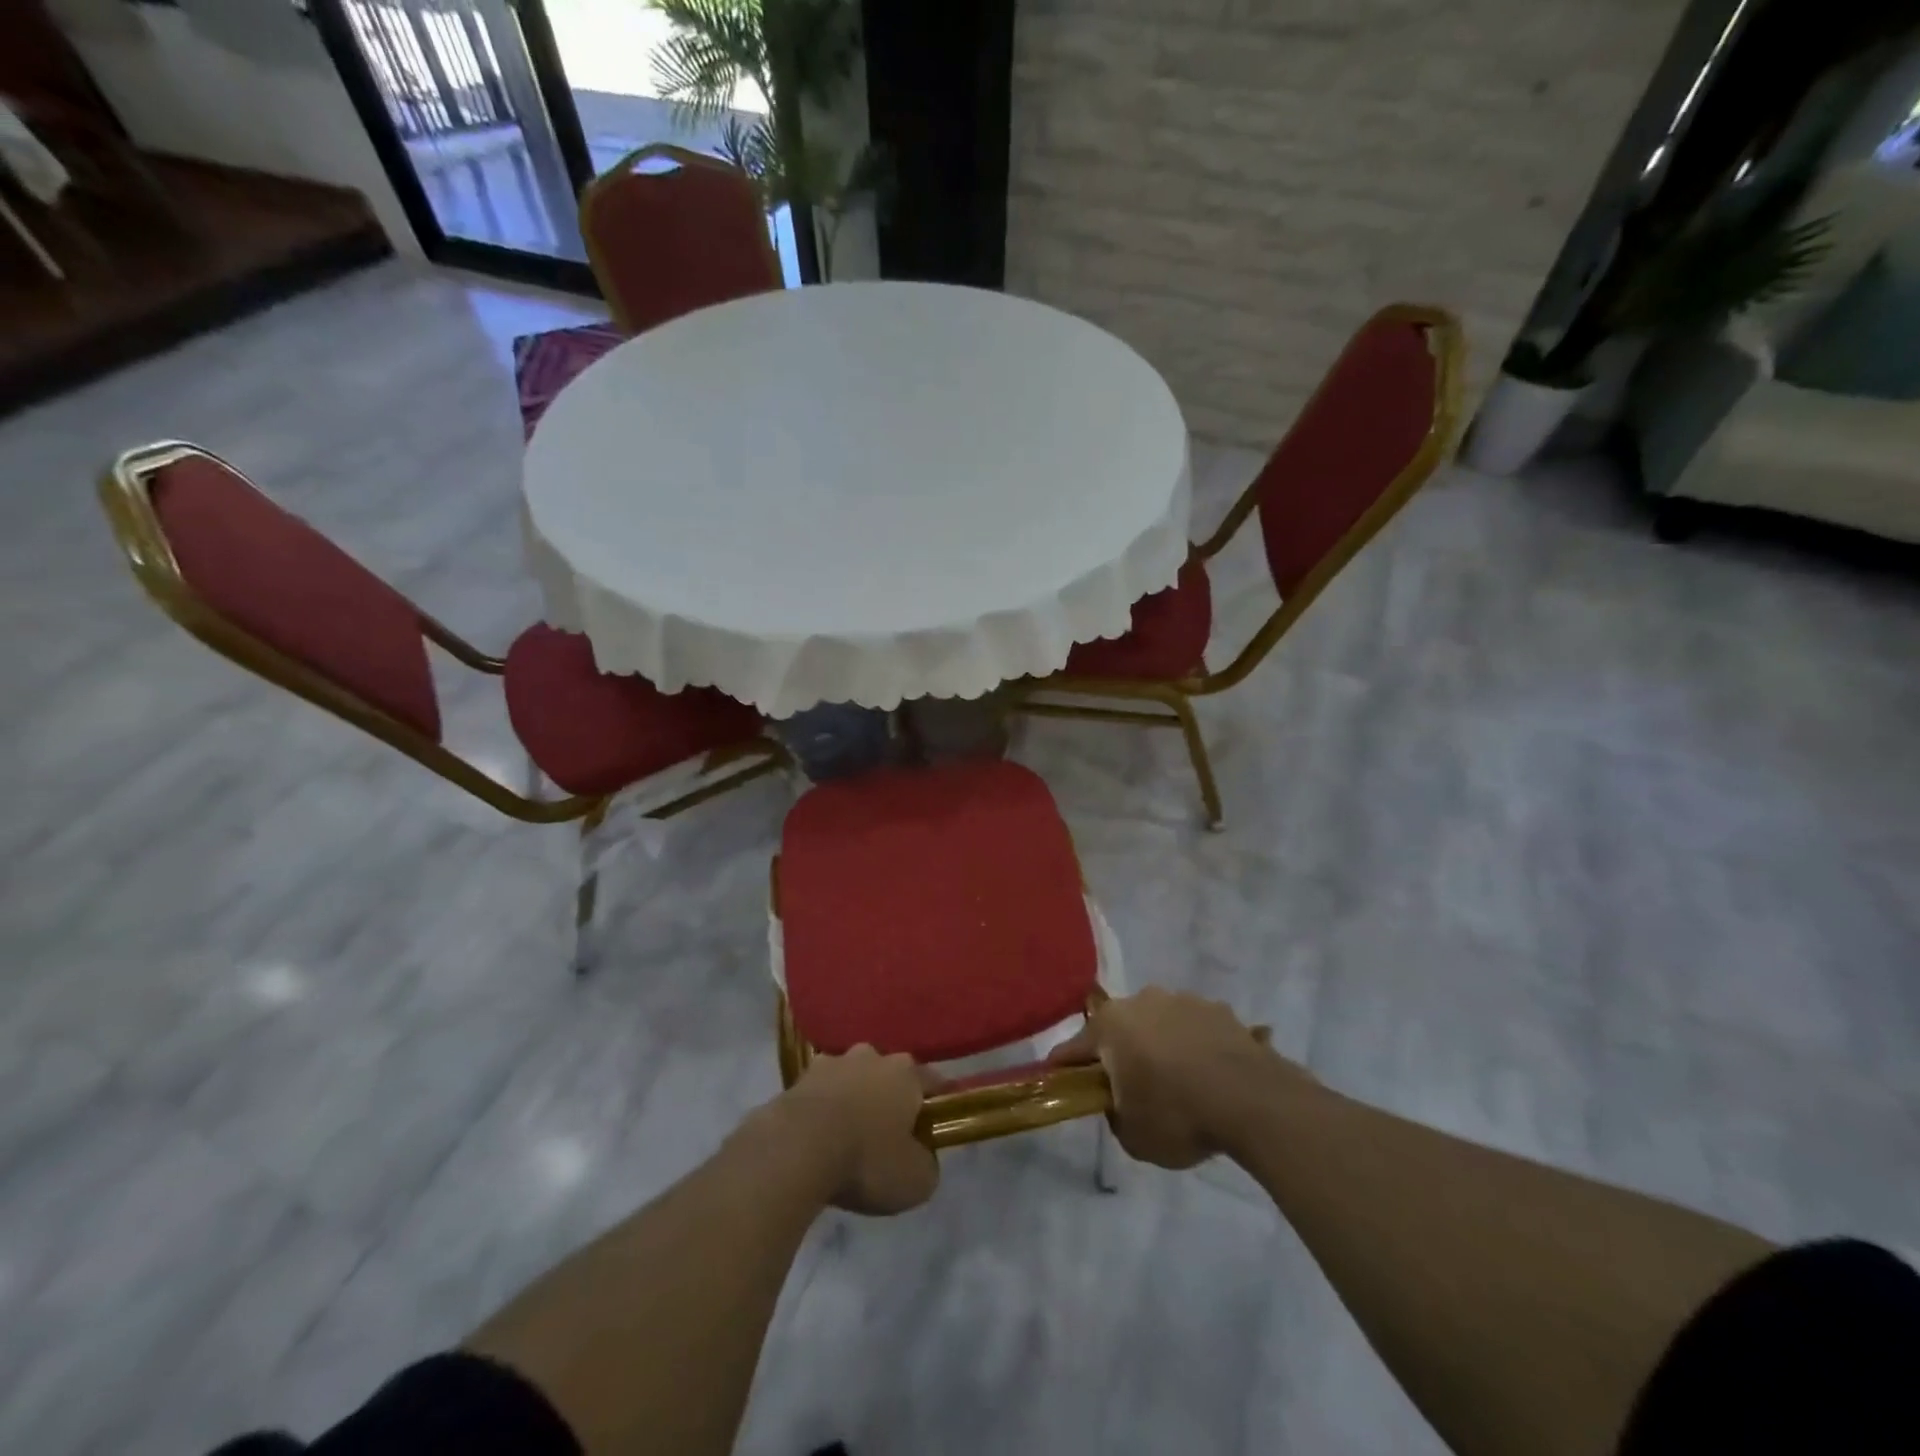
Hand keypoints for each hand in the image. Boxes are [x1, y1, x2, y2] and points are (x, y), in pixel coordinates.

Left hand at [775, 1045, 940, 1215]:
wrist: (796, 1150)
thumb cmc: (866, 1160)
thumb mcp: (915, 1180)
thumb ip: (928, 1163)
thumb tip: (923, 1156)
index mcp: (906, 1073)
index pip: (932, 1082)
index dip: (936, 1103)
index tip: (934, 1125)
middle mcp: (872, 1056)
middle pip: (889, 1075)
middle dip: (890, 1098)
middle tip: (888, 1133)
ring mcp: (833, 1062)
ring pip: (852, 1078)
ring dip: (853, 1098)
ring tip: (848, 1135)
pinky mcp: (798, 1077)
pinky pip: (820, 1092)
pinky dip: (822, 1109)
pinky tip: (818, 1136)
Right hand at [1048, 987, 1302, 1168]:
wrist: (1252, 1099)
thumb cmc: (1178, 1114)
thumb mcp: (1133, 1136)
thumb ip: (1116, 1114)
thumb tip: (1122, 1101)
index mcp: (1110, 1025)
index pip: (1074, 1048)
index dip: (1066, 1068)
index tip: (1061, 1082)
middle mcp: (1141, 1001)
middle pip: (1120, 1029)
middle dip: (1121, 1054)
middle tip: (1132, 1088)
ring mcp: (1183, 1000)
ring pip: (1160, 1025)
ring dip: (1162, 1046)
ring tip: (1180, 1083)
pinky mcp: (1219, 1009)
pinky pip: (1196, 1030)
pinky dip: (1196, 1048)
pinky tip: (1211, 1078)